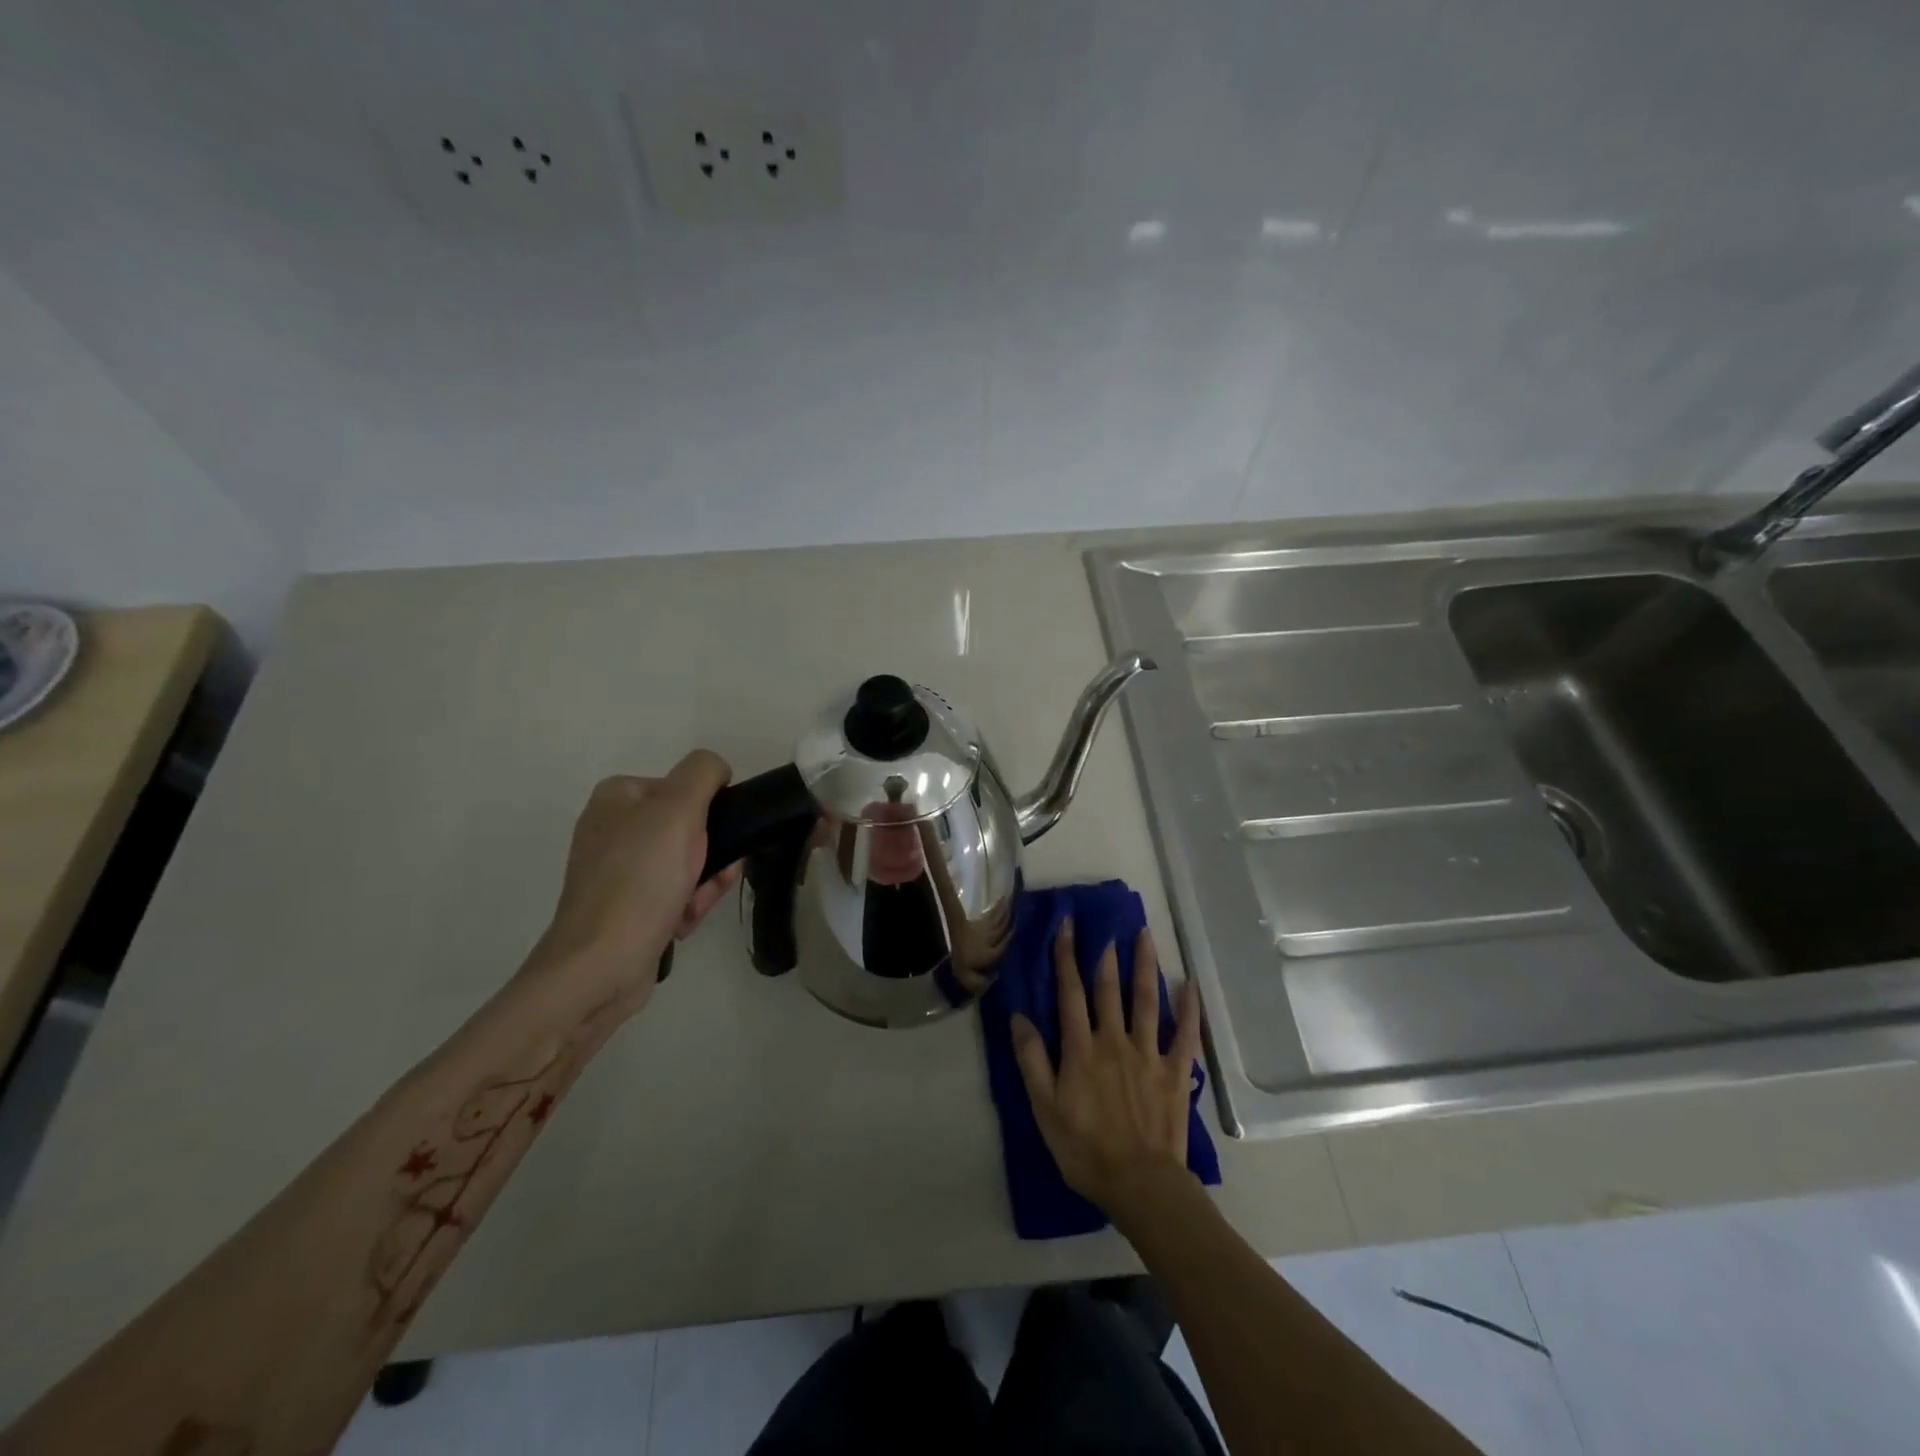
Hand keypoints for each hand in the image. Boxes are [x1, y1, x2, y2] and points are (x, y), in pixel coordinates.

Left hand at [526, 751, 743, 1017]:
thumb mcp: (678, 810)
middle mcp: (613, 827)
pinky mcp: (624, 905)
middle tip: (710, 880)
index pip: (688, 787)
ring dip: (703, 885)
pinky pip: (672, 893)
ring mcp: (617, 869)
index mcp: (618, 796)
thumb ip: (703, 774)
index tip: (716, 841)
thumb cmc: (640, 881)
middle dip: (710, 857)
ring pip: (687, 863)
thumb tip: (717, 771)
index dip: (711, 814)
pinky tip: (680, 925)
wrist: (599, 966)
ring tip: (691, 908)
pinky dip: (685, 906)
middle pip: (691, 828)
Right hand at [1011, 920, 1203, 1220]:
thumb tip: (1019, 1016)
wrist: (1139, 1184)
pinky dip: (1188, 1008)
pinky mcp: (1175, 1071)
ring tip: (1144, 935)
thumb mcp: (1044, 1108)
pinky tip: (1190, 985)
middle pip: (1108, 988)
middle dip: (1104, 954)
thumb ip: (1031, 1060)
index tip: (1066, 927)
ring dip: (1144, 965)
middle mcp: (1114, 1040)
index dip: (1066, 957)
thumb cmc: (1085, 1148)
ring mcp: (1148, 1053)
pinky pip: (1184, 1034)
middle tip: (1106, 924)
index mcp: (1080, 1048)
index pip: (1070, 993)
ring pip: (1145, 1000)